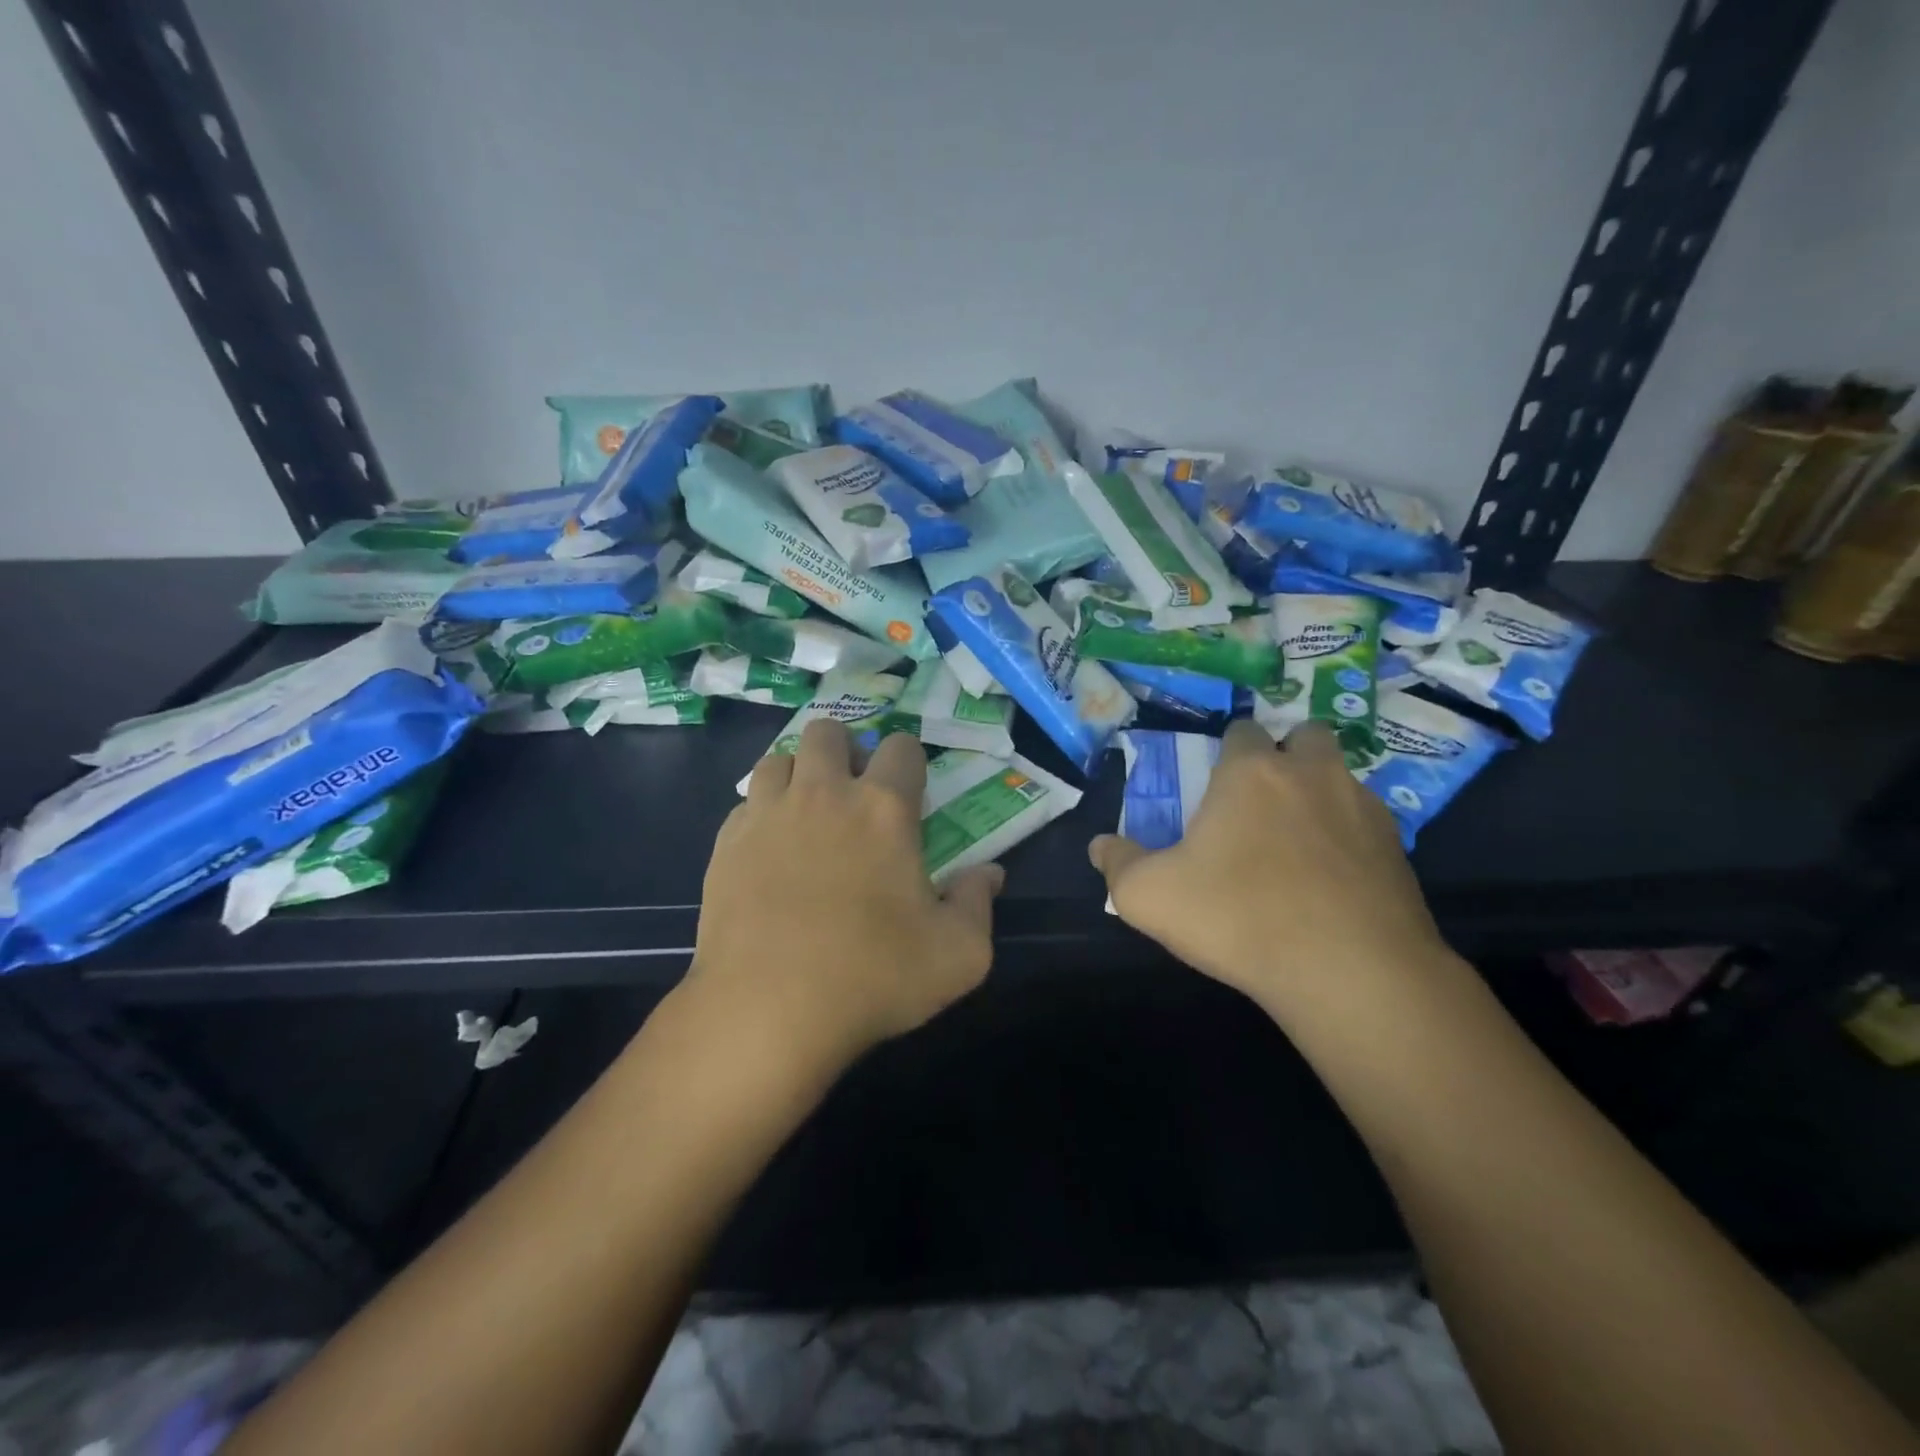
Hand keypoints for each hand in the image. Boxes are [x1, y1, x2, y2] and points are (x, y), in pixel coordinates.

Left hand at [688, 721, 1001, 1074]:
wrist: (767, 1010)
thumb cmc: (873, 978)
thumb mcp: (959, 955)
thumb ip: (979, 903)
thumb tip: (990, 873)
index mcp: (884, 809)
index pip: (901, 747)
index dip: (909, 763)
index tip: (910, 796)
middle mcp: (823, 794)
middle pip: (828, 732)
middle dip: (846, 751)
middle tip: (854, 796)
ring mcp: (768, 814)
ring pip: (779, 759)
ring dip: (799, 775)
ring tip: (808, 816)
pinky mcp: (726, 843)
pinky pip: (746, 803)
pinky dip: (761, 813)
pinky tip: (770, 852)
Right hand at [1090, 720, 1450, 1014]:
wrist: (1350, 973)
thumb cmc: (1239, 918)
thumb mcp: (1149, 897)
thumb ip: (1117, 864)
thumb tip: (1100, 845)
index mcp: (1251, 772)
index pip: (1242, 730)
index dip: (1229, 751)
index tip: (1217, 784)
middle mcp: (1312, 773)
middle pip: (1306, 735)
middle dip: (1288, 754)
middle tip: (1265, 799)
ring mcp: (1363, 808)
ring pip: (1341, 778)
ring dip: (1320, 793)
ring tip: (1300, 842)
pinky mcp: (1399, 849)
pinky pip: (1368, 824)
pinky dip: (1349, 838)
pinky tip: (1333, 880)